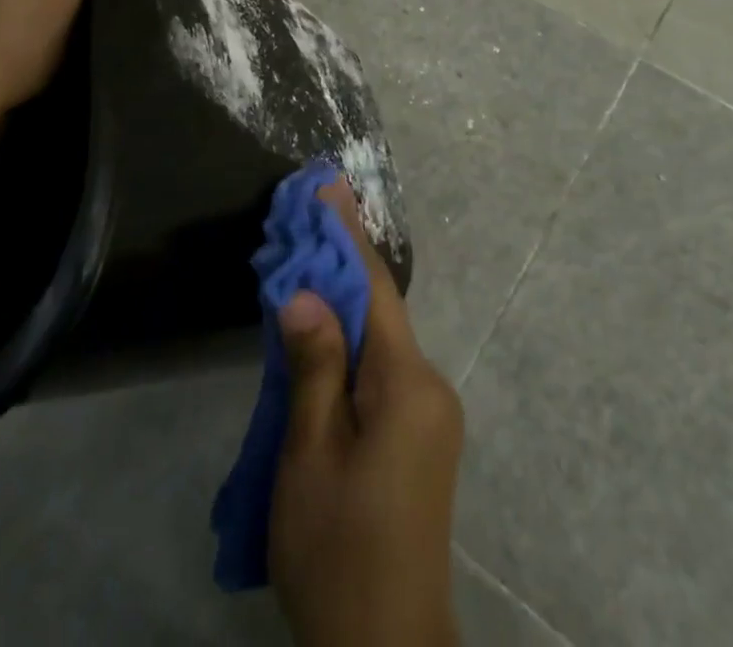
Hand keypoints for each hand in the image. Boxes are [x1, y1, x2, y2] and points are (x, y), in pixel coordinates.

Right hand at [271, 182, 463, 646]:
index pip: (373, 287)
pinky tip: (321, 338)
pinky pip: (383, 369)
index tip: (329, 185)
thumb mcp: (310, 457)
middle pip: (378, 309)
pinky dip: (351, 344)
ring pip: (380, 340)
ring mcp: (431, 412)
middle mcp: (430, 385)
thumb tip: (305, 289)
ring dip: (342, 306)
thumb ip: (313, 366)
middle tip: (303, 221)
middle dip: (339, 266)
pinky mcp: (422, 434)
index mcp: (408, 383)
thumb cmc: (339, 548)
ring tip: (301, 271)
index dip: (347, 234)